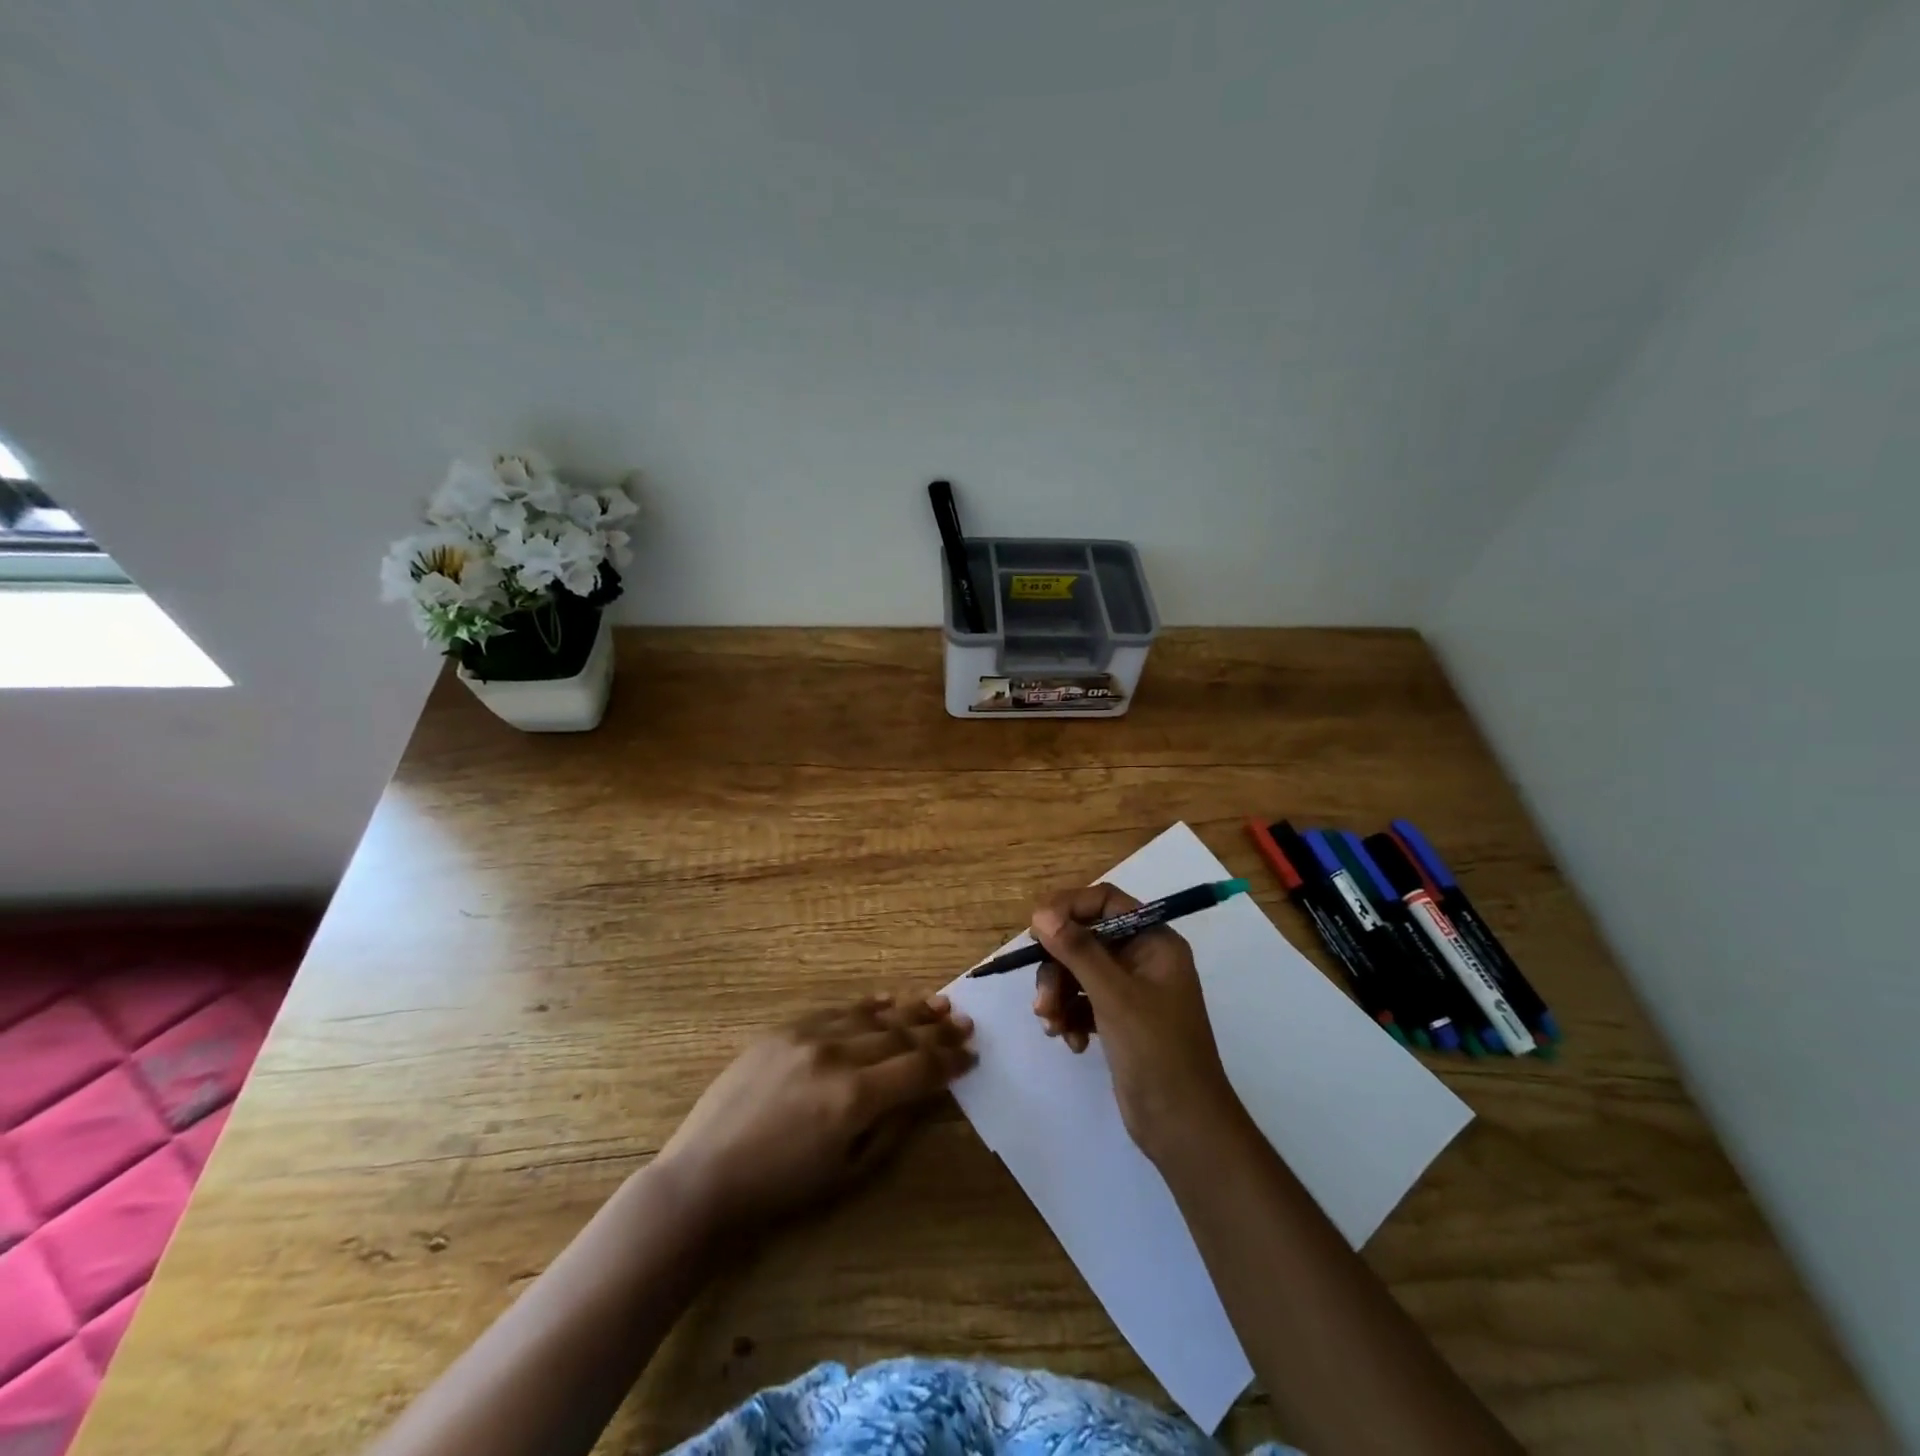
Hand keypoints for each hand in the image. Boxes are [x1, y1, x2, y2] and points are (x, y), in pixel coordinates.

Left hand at [655, 994, 974, 1235]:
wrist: (706, 1176)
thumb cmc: (782, 1189)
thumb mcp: (849, 1172)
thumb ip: (893, 1126)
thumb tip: (924, 1092)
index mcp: (855, 1097)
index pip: (918, 1068)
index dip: (949, 1061)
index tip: (971, 1055)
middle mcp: (837, 1055)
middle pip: (900, 1036)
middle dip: (937, 1032)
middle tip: (965, 1023)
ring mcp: (808, 1036)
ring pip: (871, 1016)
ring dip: (909, 1010)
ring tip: (938, 1004)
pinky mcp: (784, 1030)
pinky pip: (836, 1011)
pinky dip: (866, 1006)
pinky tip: (887, 1002)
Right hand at [1032, 885, 1242, 1161]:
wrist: (1184, 1129)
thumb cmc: (1157, 1052)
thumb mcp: (1114, 996)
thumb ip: (1078, 950)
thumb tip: (1040, 912)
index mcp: (1154, 942)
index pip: (1106, 902)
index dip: (1069, 908)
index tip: (1035, 927)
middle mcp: (1143, 959)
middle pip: (1085, 940)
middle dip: (1058, 967)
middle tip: (1043, 1000)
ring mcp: (1131, 991)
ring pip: (1078, 972)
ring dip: (1059, 995)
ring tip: (1052, 1025)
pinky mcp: (1119, 1020)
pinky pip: (1082, 1001)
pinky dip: (1070, 1016)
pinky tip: (1071, 1042)